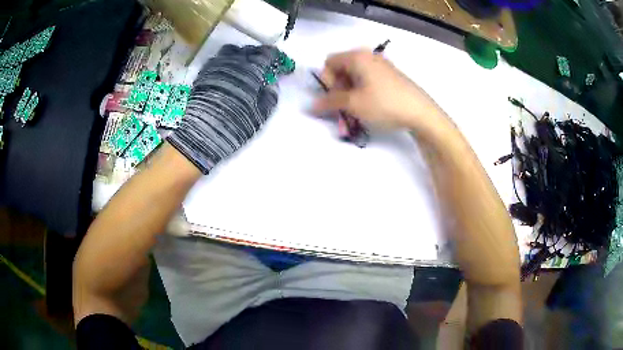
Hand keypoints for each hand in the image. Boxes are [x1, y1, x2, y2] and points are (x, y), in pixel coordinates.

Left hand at [168, 45, 281, 173]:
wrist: (203, 133)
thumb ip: (270, 96)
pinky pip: (217, 59)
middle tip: (266, 65)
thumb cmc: (236, 123)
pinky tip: (227, 72)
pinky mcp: (204, 73)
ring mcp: (217, 65)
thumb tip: (272, 85)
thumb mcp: (261, 114)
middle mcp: (235, 61)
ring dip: (241, 55)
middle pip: (251, 50)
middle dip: (261, 55)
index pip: (269, 54)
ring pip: (232, 50)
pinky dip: (226, 62)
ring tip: (244, 65)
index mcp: (253, 69)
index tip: (284, 66)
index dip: (279, 58)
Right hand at [313, 49, 445, 130]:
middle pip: (342, 70)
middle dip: (337, 91)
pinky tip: (368, 109)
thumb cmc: (384, 104)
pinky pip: (368, 82)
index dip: (326, 81)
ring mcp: (381, 66)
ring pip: (355, 78)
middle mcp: (368, 57)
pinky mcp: (390, 77)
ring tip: (355, 114)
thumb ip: (329, 102)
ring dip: (349, 96)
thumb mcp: (353, 104)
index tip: (334, 98)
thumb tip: (310, 106)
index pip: (329, 62)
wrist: (420, 112)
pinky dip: (362, 94)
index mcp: (357, 57)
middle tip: (343, 108)